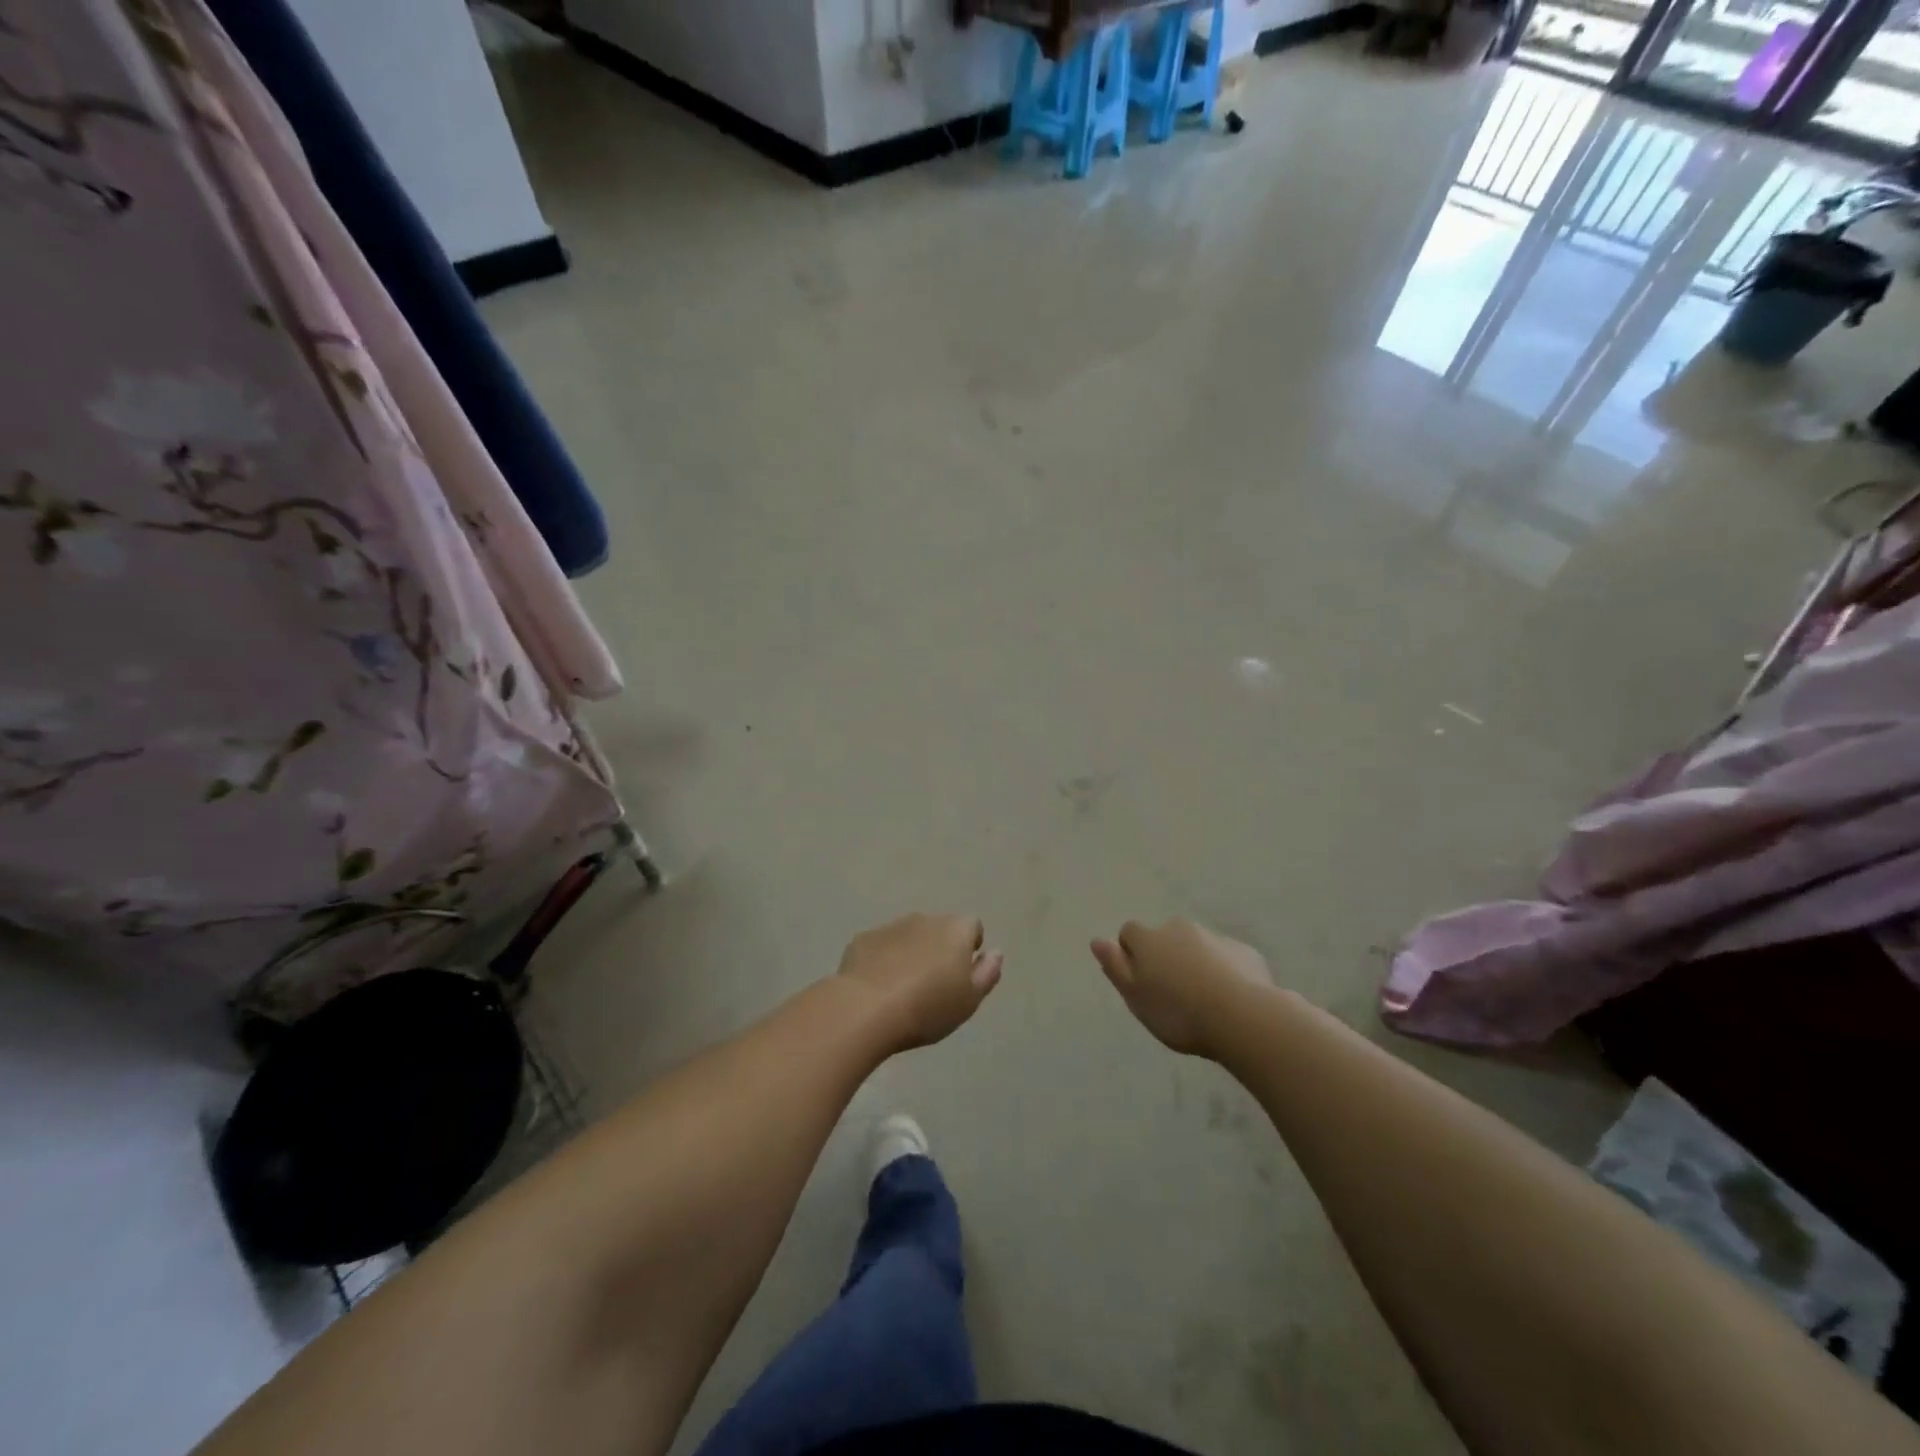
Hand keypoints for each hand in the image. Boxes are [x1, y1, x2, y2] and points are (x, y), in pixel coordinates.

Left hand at [836, 913, 1002, 1052]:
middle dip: (939, 949)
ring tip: (904, 990)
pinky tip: (877, 988)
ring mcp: (891, 926)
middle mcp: (925, 919)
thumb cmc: (927, 1007)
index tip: (962, 974)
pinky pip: (881, 946)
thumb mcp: (969, 1000)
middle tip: (934, 986)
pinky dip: (883, 960)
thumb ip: (987, 973)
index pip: (973, 926)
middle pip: (940, 929)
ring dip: (911, 953)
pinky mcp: (863, 939)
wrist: (865, 1009)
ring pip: (909, 936)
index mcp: (955, 930)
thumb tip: (995, 953)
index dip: (970, 948)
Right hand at [1091, 918, 1272, 1058]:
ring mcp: (1215, 937)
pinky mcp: (1246, 952)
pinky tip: (1230, 999)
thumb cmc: (1178, 1012)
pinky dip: (1225, 971)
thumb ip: (1115, 967)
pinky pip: (1227, 958)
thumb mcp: (1135, 997)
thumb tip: (1097, 940)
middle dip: (1166, 956)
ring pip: (1197, 946)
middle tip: (1172, 994)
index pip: (1129, 933)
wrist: (1242, 1017)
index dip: (1131, 954)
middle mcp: (1180, 928)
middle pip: (1165, 937)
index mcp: (1149, 938)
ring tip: (1203, 999)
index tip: (1141, 982)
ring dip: (1195, 963)